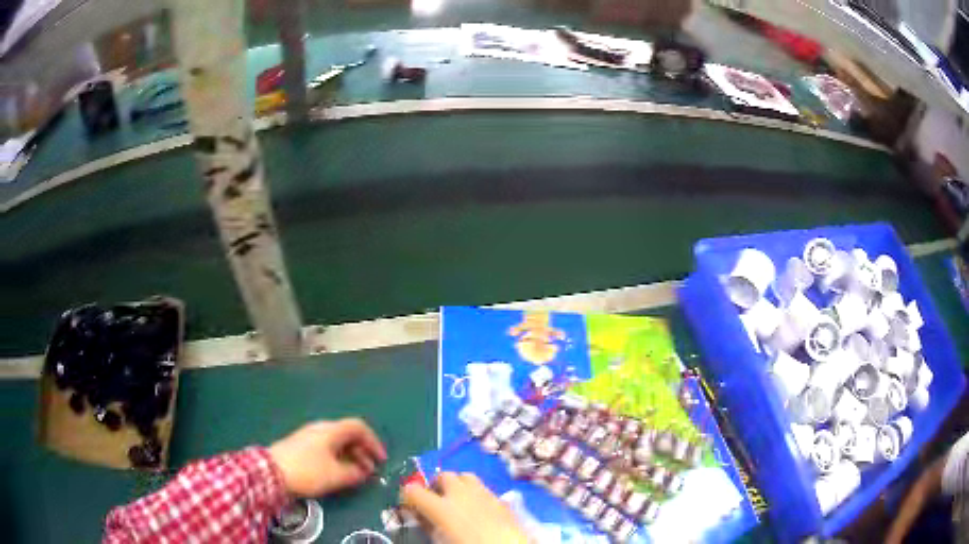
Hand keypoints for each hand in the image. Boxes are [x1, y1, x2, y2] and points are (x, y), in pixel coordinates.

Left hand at [268, 418, 386, 496]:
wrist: (271, 473)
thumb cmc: (308, 471)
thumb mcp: (336, 475)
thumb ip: (355, 473)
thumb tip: (364, 471)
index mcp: (331, 430)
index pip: (359, 427)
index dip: (374, 442)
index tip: (381, 460)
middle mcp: (321, 429)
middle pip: (347, 435)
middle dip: (362, 452)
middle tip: (370, 470)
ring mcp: (309, 437)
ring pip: (336, 442)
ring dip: (350, 456)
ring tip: (355, 475)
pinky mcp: (300, 446)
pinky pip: (326, 448)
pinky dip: (337, 458)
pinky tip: (337, 473)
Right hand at [401, 472, 529, 543]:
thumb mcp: (441, 539)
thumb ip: (428, 525)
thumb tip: (420, 516)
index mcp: (441, 507)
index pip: (414, 491)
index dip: (408, 494)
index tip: (409, 501)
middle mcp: (461, 494)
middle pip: (443, 476)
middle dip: (437, 484)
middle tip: (436, 498)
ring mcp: (483, 493)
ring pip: (466, 476)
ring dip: (458, 484)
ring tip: (458, 499)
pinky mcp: (500, 498)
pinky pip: (483, 488)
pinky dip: (476, 493)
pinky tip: (478, 506)